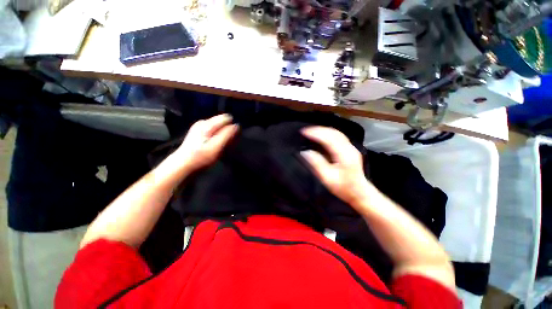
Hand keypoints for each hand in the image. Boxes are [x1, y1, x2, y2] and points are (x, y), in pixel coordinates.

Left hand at [172, 114, 238, 172]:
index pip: (226, 118)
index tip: (232, 138)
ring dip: (223, 136)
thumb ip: (227, 135)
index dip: (232, 127)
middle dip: (228, 132)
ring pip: (219, 127)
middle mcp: (203, 122)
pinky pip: (214, 131)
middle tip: (227, 144)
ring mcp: (200, 127)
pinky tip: (216, 146)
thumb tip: (236, 125)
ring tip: (222, 146)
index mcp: (207, 124)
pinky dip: (218, 137)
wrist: (183, 165)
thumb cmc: (200, 157)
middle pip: (223, 122)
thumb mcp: (216, 147)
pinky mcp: (199, 133)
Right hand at [301, 126, 376, 207]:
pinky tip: (321, 135)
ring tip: (311, 131)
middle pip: (334, 133)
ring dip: (323, 130)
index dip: (316, 133)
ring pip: (336, 133)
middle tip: (305, 130)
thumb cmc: (343, 187)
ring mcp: (351, 147)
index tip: (304, 132)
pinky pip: (338, 136)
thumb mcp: (327, 178)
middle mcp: (349, 148)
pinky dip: (328, 133)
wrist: (359, 192)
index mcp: (345, 155)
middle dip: (318, 129)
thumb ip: (316, 164)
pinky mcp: (350, 149)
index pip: (329, 138)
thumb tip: (305, 152)